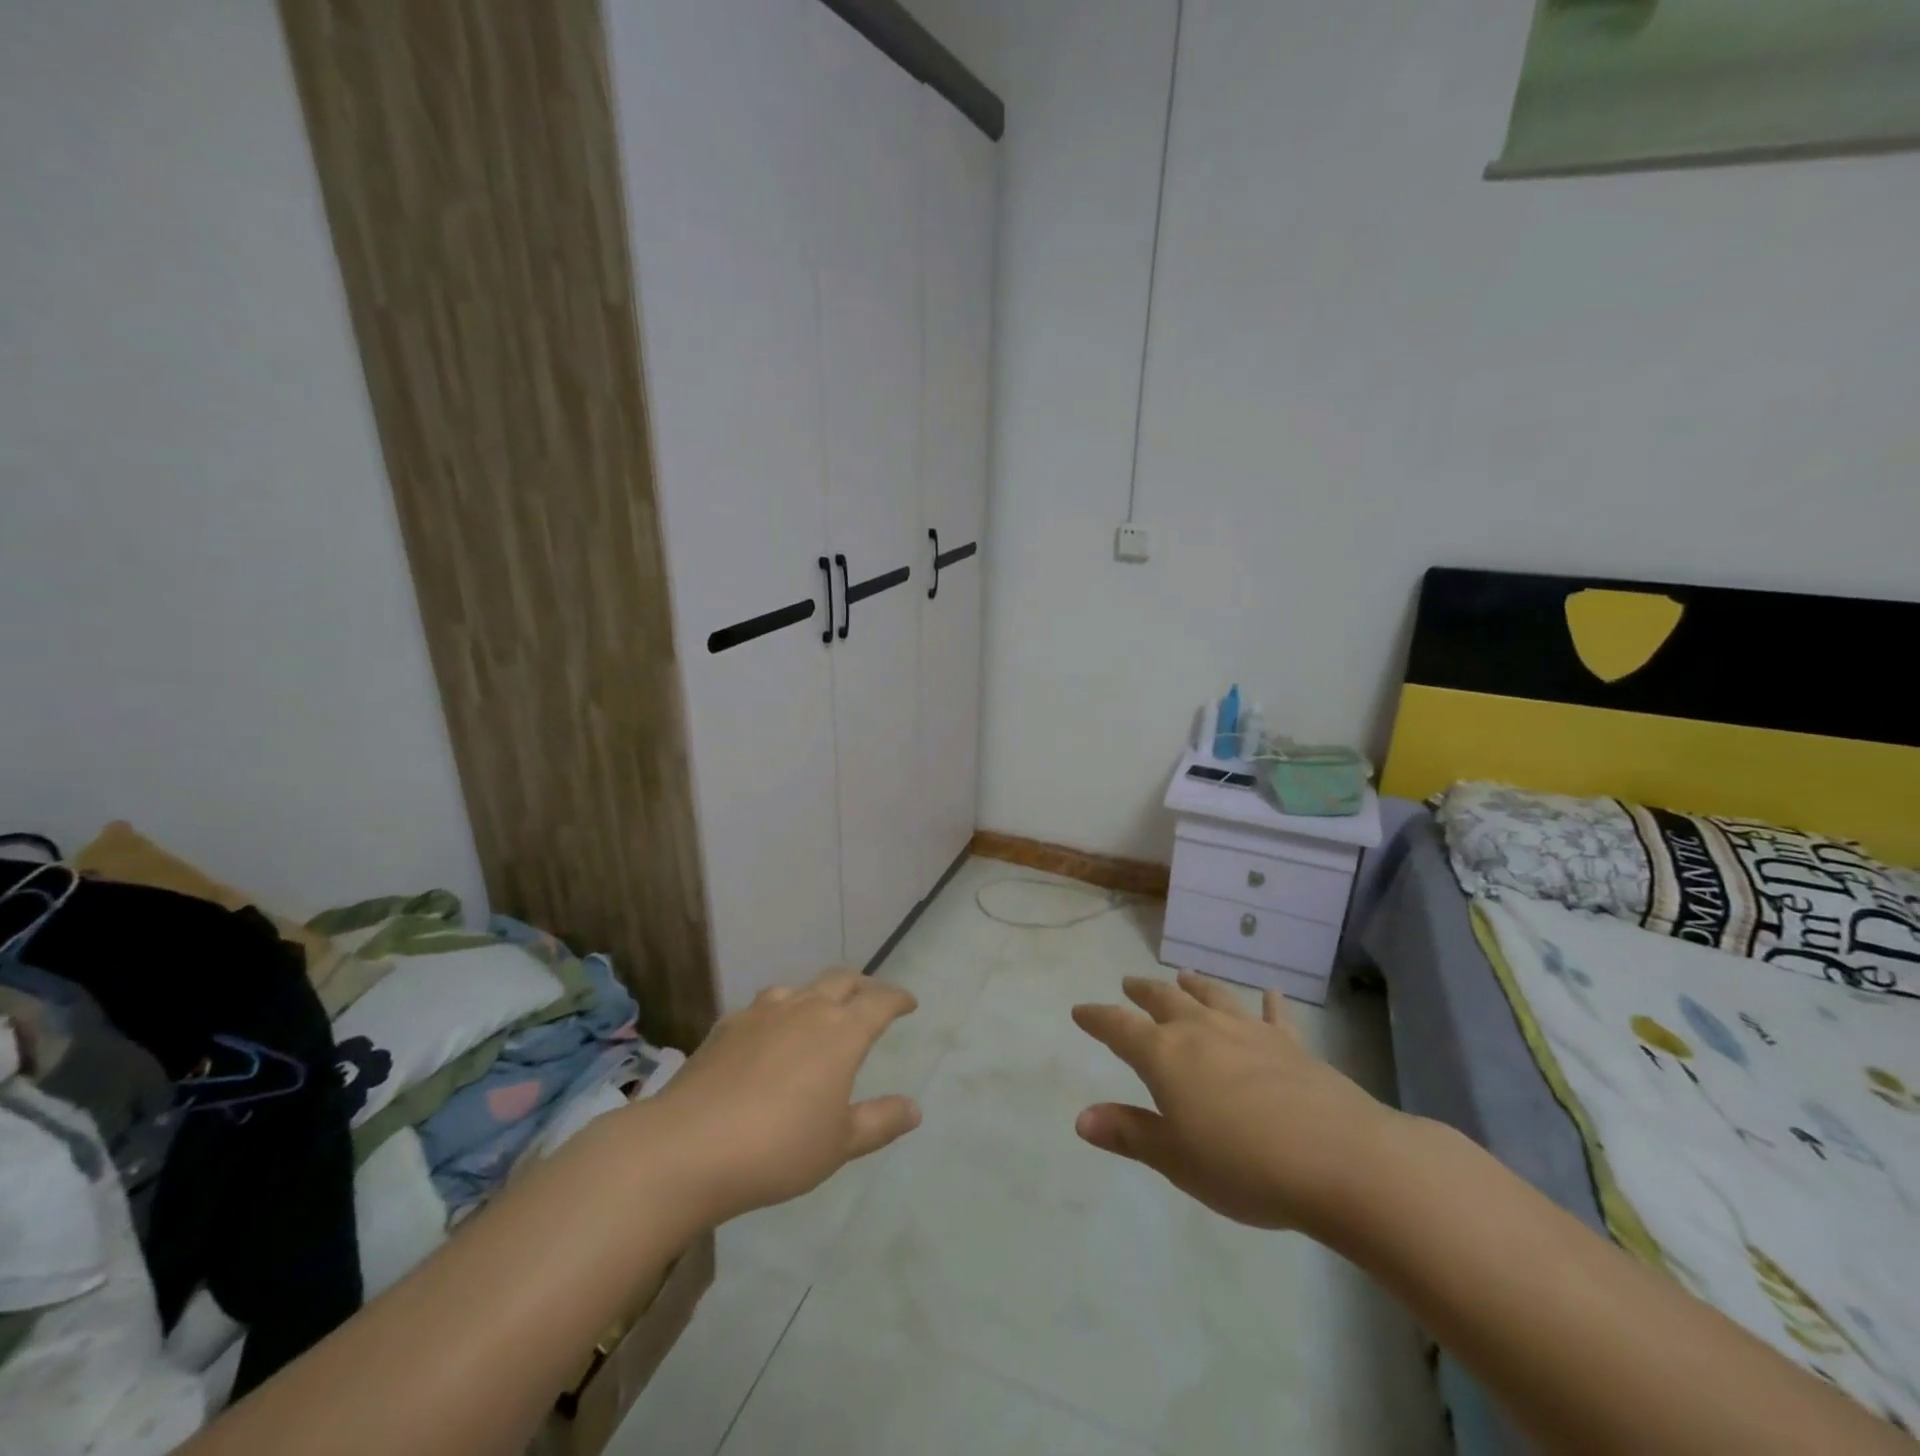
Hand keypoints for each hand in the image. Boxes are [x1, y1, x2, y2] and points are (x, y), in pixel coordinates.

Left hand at [646, 971, 921, 1225]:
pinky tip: (769, 1035)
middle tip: (871, 999)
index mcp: (841, 1031)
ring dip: (818, 994)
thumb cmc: (778, 1147)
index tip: (909, 1003)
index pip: (879, 1000)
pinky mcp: (726, 1025)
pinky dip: (779, 1013)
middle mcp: (805, 1008)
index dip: (897, 998)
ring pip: (800, 988)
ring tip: (820, 1012)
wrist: (688, 1146)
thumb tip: (915, 1108)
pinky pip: (764, 1007)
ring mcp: (762, 1012)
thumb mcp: (839, 1144)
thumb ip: (880, 1121)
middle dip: (862, 986)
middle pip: (842, 980)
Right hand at [1072, 970, 1403, 1234]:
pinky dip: (1269, 1002)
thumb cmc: (1245, 1166)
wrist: (1339, 1160)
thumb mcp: (1177, 1159)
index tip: (1080, 1011)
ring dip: (1194, 984)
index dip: (1097, 1019)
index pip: (1119, 1028)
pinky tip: (1270, 992)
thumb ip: (1130, 1133)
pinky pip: (1274, 1015)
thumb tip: (1081, 1117)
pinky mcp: (1290, 1044)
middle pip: (1164, 1000)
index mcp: (1165, 1056)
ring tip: (1183, 974)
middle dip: (1142, 991)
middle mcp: (1201, 1030)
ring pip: (1212, 996)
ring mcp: (1248, 1032)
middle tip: (1129, 983)